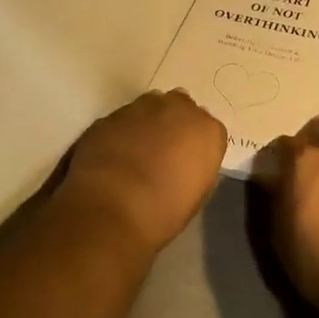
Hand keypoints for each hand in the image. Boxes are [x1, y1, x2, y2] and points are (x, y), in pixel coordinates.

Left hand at [60, 89, 227, 254]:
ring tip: (135, 155)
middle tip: (163, 154)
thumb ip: (197, 167)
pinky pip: (122, 121)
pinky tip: (113, 157)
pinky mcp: (110, 115)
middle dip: (173, 125)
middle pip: (180, 109)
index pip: (208, 131)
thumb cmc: (164, 210)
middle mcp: (178, 108)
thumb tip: (186, 164)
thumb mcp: (196, 195)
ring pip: (149, 109)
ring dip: (147, 125)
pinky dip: (121, 133)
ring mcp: (141, 107)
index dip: (195, 148)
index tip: (187, 165)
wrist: (111, 207)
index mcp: (207, 130)